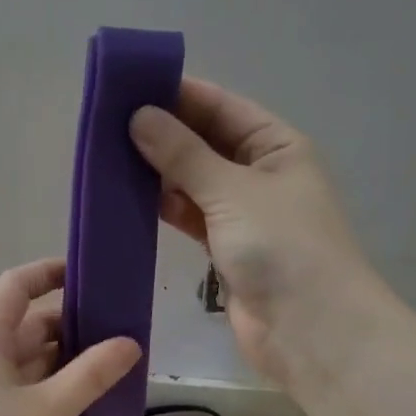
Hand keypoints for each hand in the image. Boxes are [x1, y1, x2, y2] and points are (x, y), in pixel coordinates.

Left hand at [0, 258, 140, 415]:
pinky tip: (87, 401)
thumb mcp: (48, 411)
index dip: (50, 272)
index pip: (15, 287)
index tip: (91, 275)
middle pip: (26, 325)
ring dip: (66, 362)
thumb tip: (130, 343)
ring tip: (114, 366)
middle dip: (71, 325)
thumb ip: (91, 374)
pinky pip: (23, 392)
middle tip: (121, 331)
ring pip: (28, 362)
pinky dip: (53, 390)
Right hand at [131, 78, 380, 387]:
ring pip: (195, 182)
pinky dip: (166, 208)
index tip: (127, 87)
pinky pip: (192, 218)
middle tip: (106, 124)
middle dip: (163, 134)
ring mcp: (244, 215)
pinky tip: (130, 198)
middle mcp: (262, 175)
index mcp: (277, 146)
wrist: (309, 329)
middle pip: (206, 143)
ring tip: (108, 157)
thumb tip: (140, 117)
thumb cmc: (282, 246)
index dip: (178, 94)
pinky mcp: (227, 251)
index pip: (222, 107)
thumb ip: (184, 154)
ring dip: (159, 173)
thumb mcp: (232, 190)